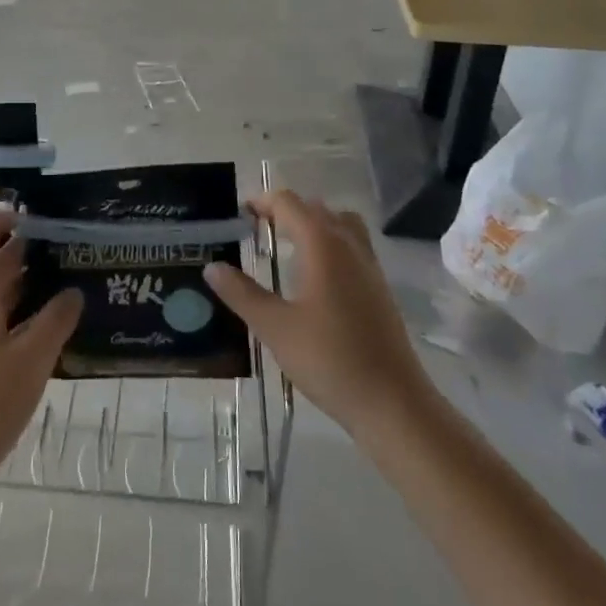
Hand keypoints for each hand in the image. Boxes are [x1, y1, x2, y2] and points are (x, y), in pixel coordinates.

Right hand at [204, 190, 432, 443]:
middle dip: (284, 211)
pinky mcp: (379, 288)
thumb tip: (213, 267)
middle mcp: (349, 244)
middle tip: (255, 230)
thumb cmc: (330, 360)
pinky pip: (352, 246)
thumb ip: (242, 293)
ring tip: (286, 245)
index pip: (289, 204)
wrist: (393, 403)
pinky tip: (314, 277)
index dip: (262, 202)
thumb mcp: (275, 327)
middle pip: (315, 209)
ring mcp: (369, 265)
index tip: (238, 215)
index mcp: (322, 244)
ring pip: (339, 224)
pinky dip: (330, 243)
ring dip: (312, 224)